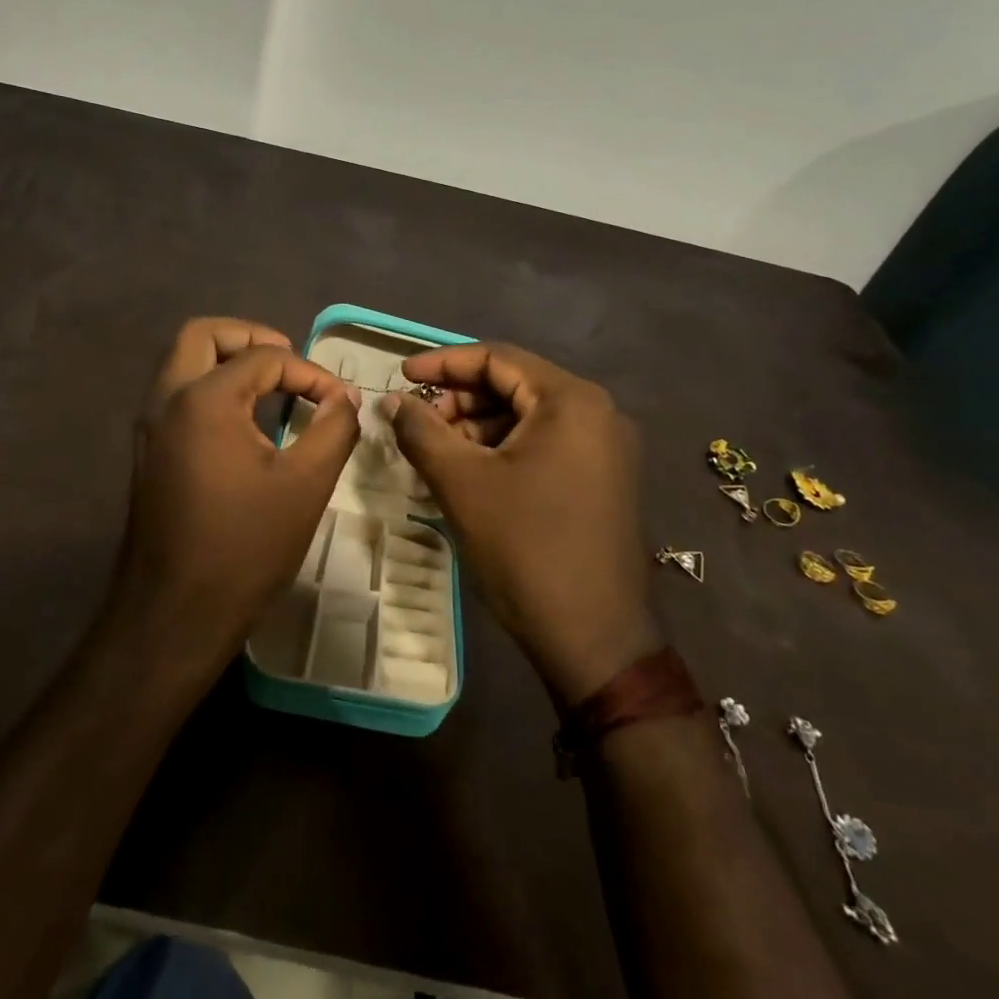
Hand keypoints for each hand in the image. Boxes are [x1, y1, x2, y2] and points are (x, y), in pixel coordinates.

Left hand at [111, 318, 361, 670]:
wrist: (174, 613)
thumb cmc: (244, 547)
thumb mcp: (306, 484)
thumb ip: (333, 428)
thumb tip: (346, 397)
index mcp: (203, 399)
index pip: (263, 358)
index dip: (310, 371)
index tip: (340, 401)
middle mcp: (166, 399)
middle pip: (202, 335)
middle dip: (250, 337)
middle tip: (290, 359)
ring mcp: (149, 426)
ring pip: (183, 362)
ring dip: (226, 359)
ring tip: (272, 383)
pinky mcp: (147, 451)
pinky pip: (177, 394)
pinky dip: (210, 386)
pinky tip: (245, 419)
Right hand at [380, 343, 660, 706]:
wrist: (595, 639)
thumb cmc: (526, 548)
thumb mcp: (462, 483)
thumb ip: (421, 430)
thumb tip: (393, 401)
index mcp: (571, 401)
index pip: (497, 358)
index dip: (443, 363)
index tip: (400, 376)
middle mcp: (597, 413)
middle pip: (513, 385)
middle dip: (459, 399)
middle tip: (416, 422)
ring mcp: (604, 449)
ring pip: (526, 418)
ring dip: (476, 427)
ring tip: (435, 452)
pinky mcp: (601, 480)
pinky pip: (543, 445)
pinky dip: (501, 450)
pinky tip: (468, 473)